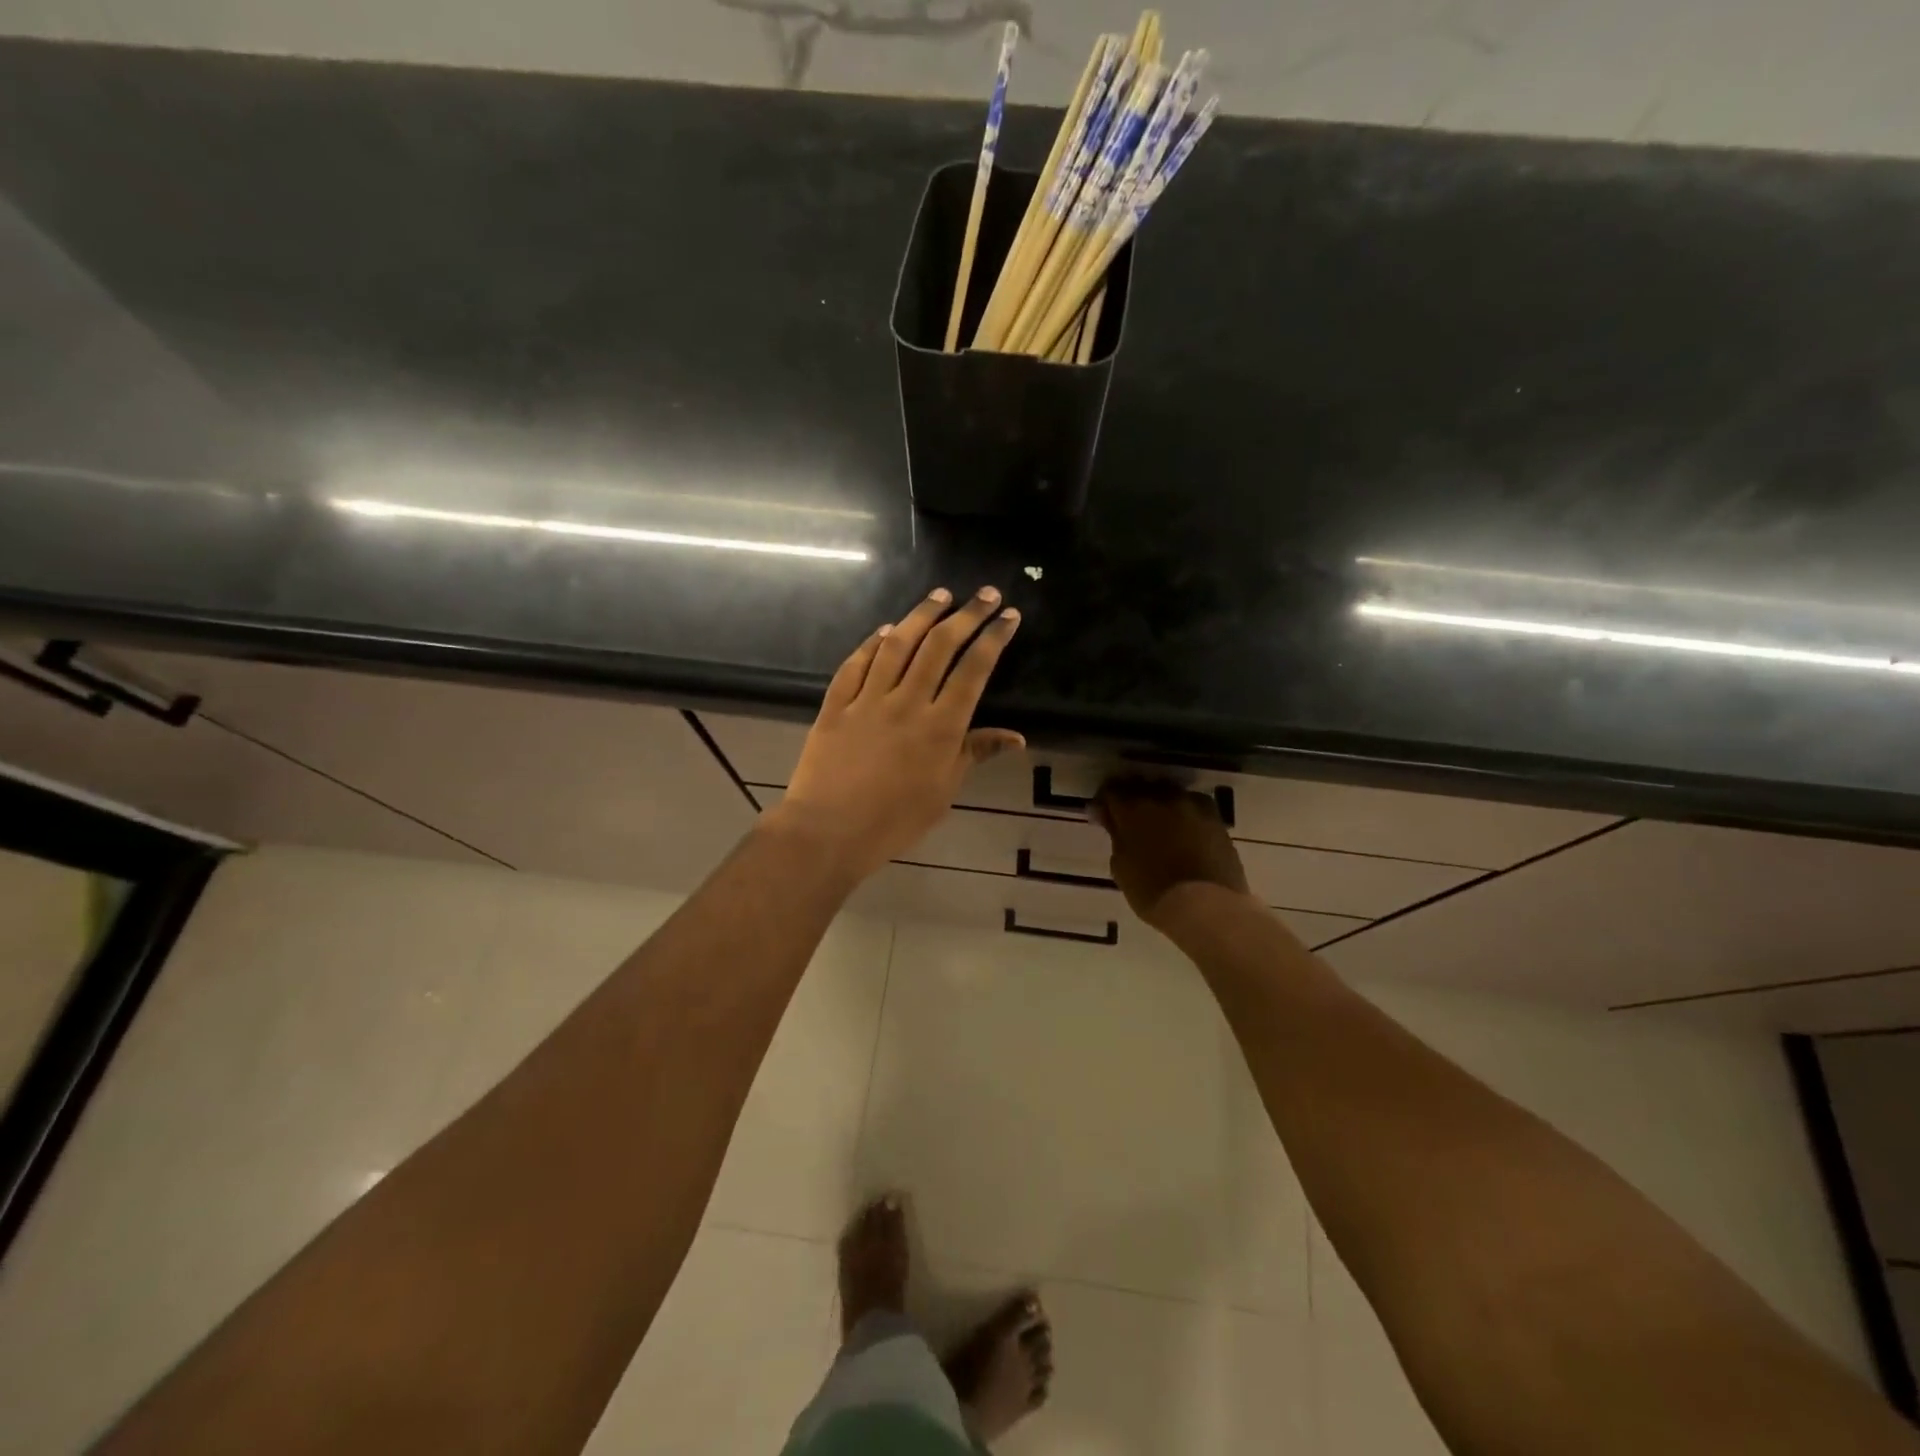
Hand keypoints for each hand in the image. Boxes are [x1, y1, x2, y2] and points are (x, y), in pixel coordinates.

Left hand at [767, 587, 1024, 881]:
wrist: (828, 831)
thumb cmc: (895, 821)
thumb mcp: (944, 791)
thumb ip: (975, 753)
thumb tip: (1016, 737)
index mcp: (941, 726)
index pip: (974, 669)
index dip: (994, 638)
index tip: (1009, 616)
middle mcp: (907, 702)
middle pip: (940, 645)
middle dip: (967, 614)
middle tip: (985, 593)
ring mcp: (868, 699)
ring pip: (898, 644)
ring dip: (921, 615)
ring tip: (940, 595)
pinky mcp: (836, 704)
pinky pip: (856, 664)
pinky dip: (873, 643)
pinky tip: (885, 630)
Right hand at [1093, 778, 1253, 929]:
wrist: (1206, 906)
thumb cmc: (1153, 891)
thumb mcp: (1121, 867)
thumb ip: (1116, 837)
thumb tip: (1112, 821)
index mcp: (1133, 808)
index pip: (1111, 791)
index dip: (1104, 803)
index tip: (1101, 818)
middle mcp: (1163, 797)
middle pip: (1142, 787)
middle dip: (1133, 800)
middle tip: (1129, 822)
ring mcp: (1193, 806)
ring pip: (1171, 794)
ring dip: (1161, 805)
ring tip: (1160, 827)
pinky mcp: (1217, 819)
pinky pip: (1194, 808)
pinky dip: (1185, 816)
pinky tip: (1184, 834)